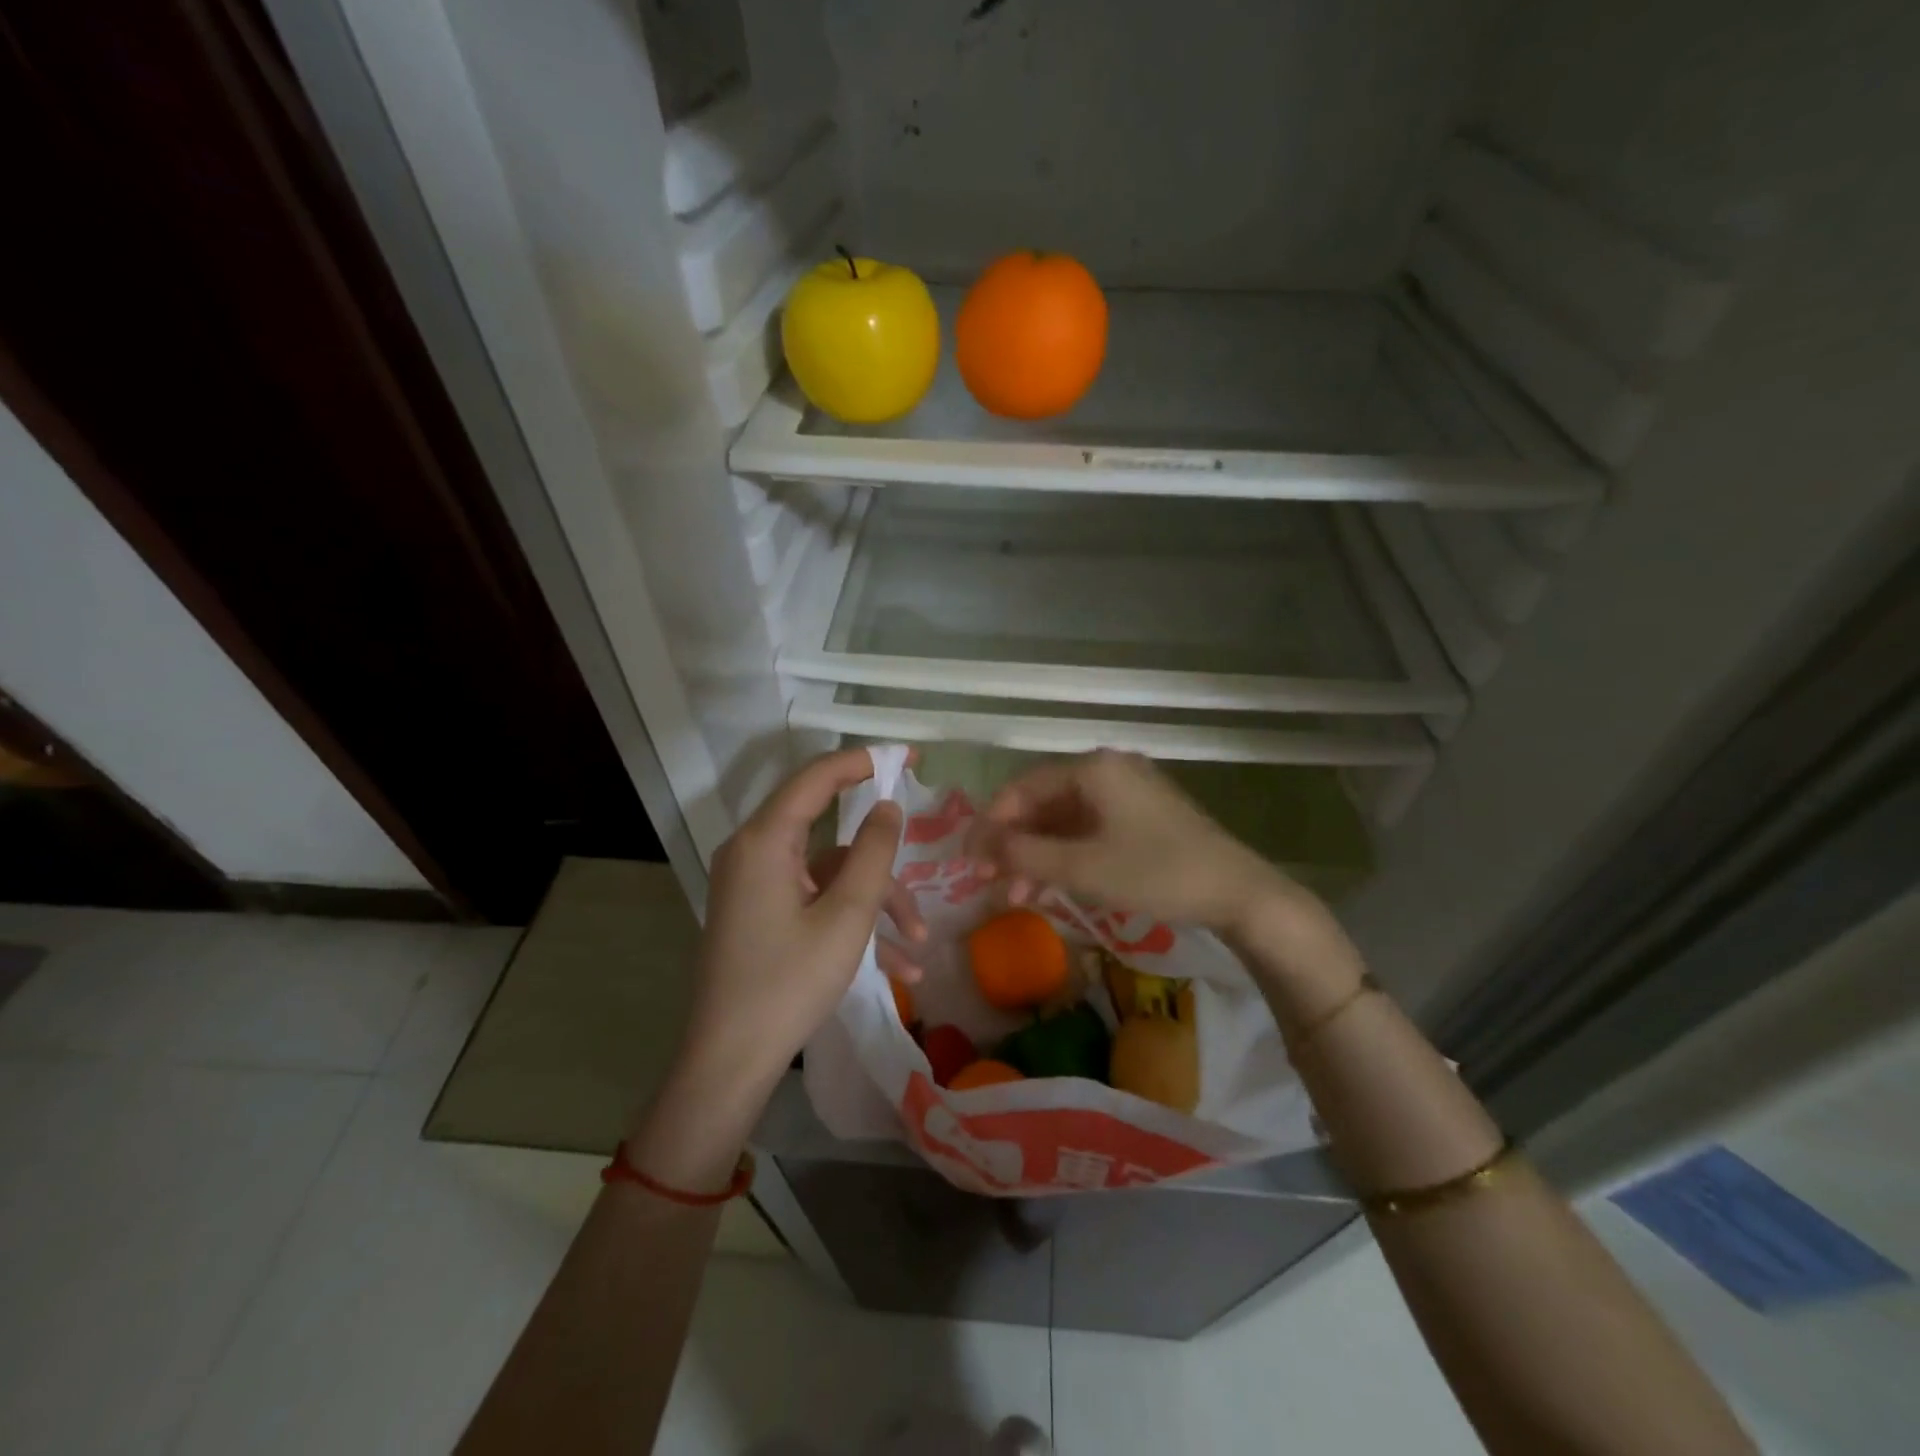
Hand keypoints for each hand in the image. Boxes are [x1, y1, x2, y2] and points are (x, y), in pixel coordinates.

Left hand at [681, 747, 923, 1089]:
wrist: (728, 1062)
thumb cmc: (789, 983)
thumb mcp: (846, 917)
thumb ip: (872, 852)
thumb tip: (888, 806)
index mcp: (764, 841)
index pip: (816, 778)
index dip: (863, 761)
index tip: (908, 759)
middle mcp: (753, 854)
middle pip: (830, 836)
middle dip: (881, 865)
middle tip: (924, 867)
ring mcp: (755, 887)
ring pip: (830, 876)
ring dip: (875, 905)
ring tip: (916, 945)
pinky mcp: (760, 915)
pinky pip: (814, 902)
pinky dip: (851, 923)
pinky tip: (895, 967)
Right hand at [964, 750, 1290, 934]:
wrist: (1237, 893)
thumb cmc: (1155, 873)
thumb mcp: (1082, 867)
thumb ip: (1023, 854)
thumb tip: (977, 844)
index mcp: (1092, 769)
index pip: (1022, 788)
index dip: (990, 823)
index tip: (968, 859)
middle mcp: (1107, 771)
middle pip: (1042, 803)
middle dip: (1012, 844)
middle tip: (987, 880)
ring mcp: (1127, 794)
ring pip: (1064, 821)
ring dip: (1036, 856)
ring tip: (1015, 896)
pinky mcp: (1141, 818)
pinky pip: (1089, 830)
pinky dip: (1065, 857)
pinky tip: (1049, 887)